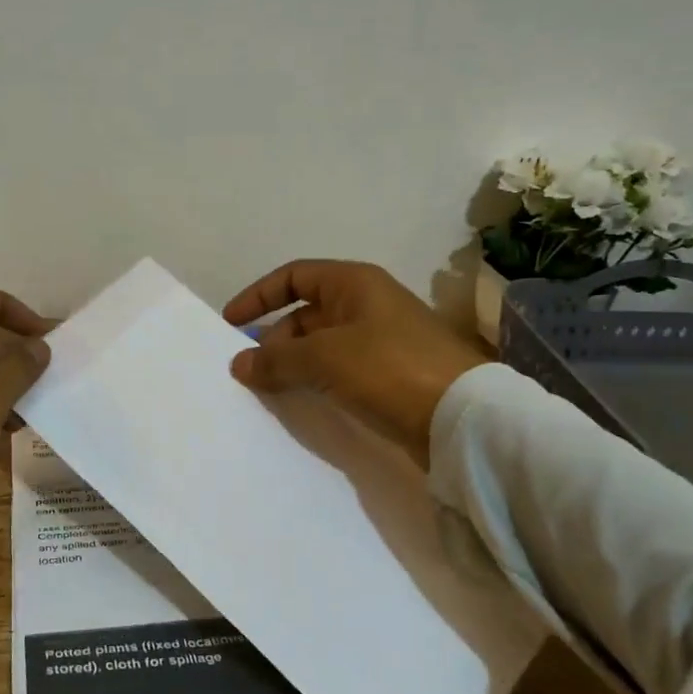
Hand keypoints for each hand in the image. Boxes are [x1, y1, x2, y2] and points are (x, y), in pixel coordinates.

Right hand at [223, 259, 489, 470]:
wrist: (461, 416)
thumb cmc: (387, 368)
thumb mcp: (323, 357)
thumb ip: (276, 359)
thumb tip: (239, 364)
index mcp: (353, 284)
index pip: (294, 276)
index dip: (259, 296)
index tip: (231, 324)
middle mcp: (367, 304)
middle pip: (306, 313)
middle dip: (274, 338)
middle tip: (251, 370)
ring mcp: (380, 340)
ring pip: (321, 345)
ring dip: (293, 362)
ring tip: (269, 388)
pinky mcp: (389, 374)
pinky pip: (339, 369)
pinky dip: (315, 379)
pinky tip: (302, 400)